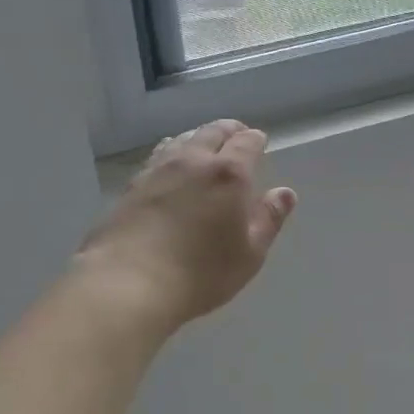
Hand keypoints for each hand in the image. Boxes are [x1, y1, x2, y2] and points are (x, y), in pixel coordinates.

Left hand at [75, 120, 296, 332]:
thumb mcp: (249, 254)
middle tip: (235, 134)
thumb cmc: (200, 273)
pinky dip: (171, 153)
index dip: (255, 140)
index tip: (259, 141)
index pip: (246, 143)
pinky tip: (169, 165)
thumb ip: (269, 219)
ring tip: (203, 144)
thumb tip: (285, 193)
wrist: (128, 283)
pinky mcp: (132, 185)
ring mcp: (158, 169)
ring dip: (197, 138)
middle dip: (228, 130)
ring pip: (182, 140)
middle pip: (212, 132)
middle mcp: (193, 161)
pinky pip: (158, 156)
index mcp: (228, 174)